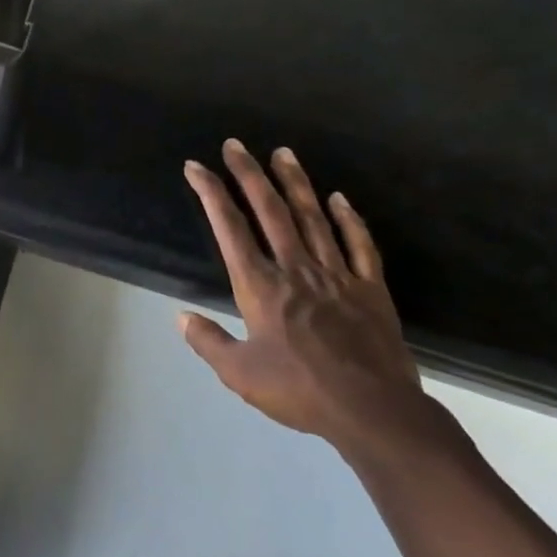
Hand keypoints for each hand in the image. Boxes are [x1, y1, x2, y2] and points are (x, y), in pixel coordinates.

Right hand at [179, 140, 436, 459]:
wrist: (375, 412)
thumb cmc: (300, 391)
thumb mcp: (239, 374)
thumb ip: (208, 342)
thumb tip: (181, 317)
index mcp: (260, 286)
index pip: (229, 228)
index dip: (210, 193)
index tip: (196, 167)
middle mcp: (295, 268)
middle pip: (270, 210)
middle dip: (249, 174)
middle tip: (235, 144)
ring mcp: (336, 275)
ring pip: (312, 218)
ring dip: (295, 183)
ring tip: (283, 152)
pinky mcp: (370, 288)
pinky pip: (359, 245)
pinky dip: (349, 219)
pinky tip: (339, 198)